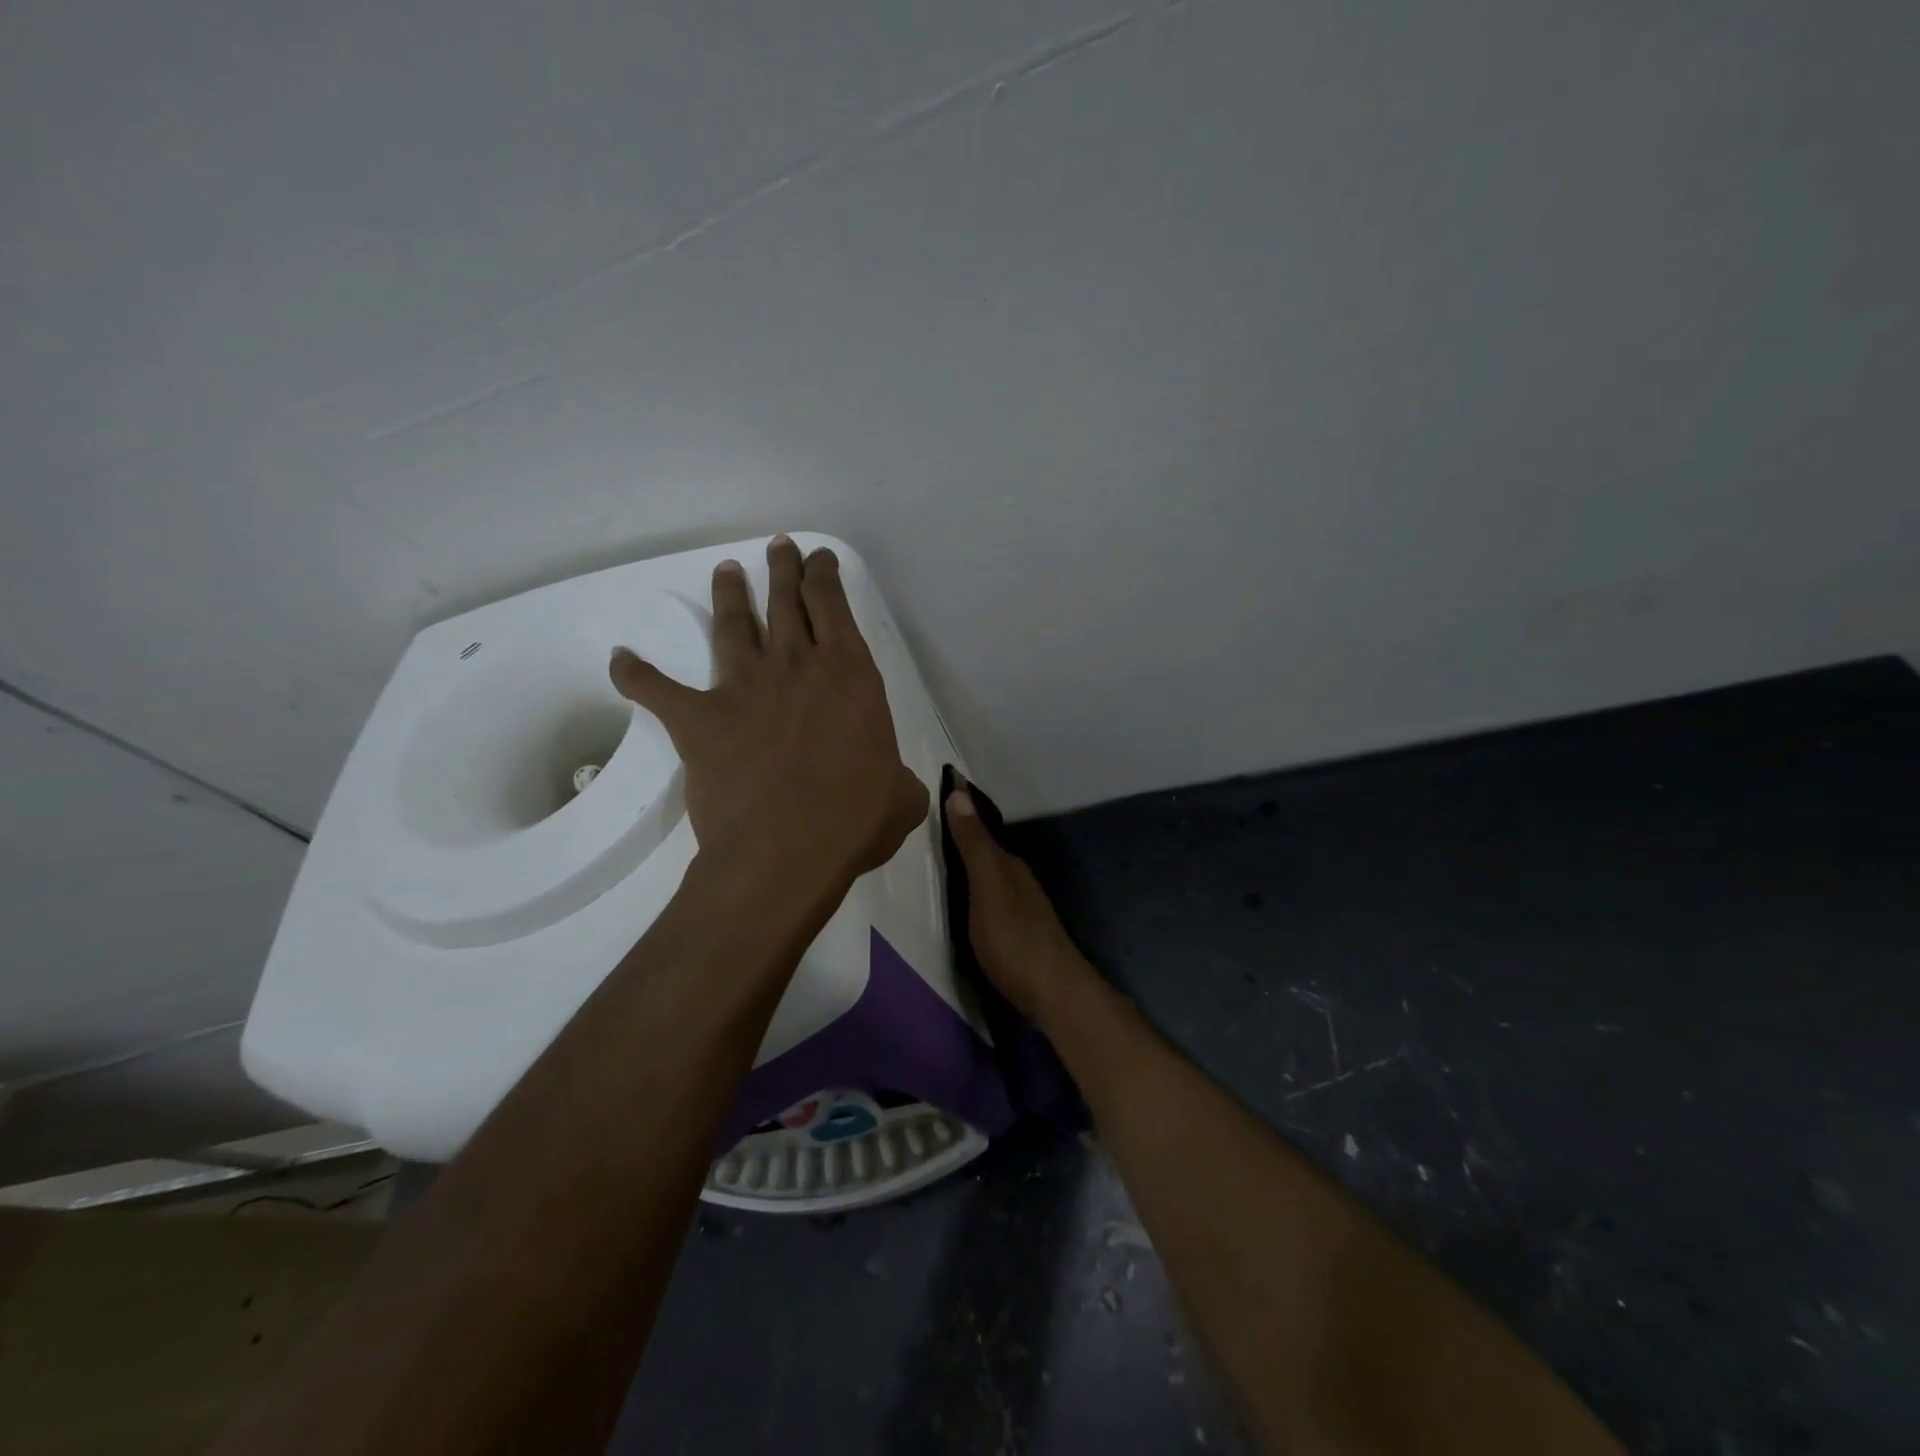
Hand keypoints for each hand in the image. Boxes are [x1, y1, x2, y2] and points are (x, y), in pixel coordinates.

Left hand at [610, 537, 928, 889]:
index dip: (825, 576)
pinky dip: (634, 673)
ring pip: (733, 625)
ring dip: (730, 595)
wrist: (787, 850)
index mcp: (850, 675)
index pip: (835, 606)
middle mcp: (796, 666)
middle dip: (784, 569)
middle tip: (779, 548)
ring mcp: (744, 687)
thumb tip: (894, 787)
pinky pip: (656, 688)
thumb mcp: (901, 797)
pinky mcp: (700, 718)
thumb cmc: (855, 820)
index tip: (819, 559)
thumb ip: (898, 780)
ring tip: (726, 571)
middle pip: (786, 601)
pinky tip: (620, 660)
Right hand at [944, 784, 1092, 1023]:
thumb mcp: (987, 890)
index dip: (962, 807)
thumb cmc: (1014, 940)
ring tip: (945, 850)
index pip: (980, 826)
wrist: (1055, 993)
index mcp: (1008, 865)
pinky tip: (969, 895)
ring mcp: (1023, 906)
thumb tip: (960, 793)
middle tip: (936, 814)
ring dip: (973, 858)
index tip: (947, 778)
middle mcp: (1018, 879)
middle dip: (966, 830)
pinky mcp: (1021, 931)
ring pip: (992, 872)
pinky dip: (978, 884)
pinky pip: (994, 894)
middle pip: (988, 849)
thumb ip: (973, 846)